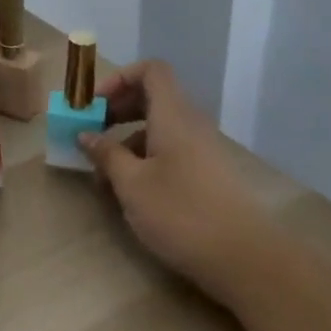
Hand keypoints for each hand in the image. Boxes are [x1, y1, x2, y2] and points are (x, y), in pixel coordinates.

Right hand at [78, 60, 260, 298]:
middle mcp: (190, 124)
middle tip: (91, 132)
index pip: (151, 70)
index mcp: (173, 115)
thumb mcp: (132, 185)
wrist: (245, 259)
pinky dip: (145, 158)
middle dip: (117, 109)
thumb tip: (86, 135)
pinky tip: (130, 191)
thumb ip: (106, 155)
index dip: (120, 78)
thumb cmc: (181, 213)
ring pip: (159, 127)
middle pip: (152, 96)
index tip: (94, 105)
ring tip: (103, 173)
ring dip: (127, 139)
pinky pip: (170, 150)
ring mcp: (202, 149)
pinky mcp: (207, 174)